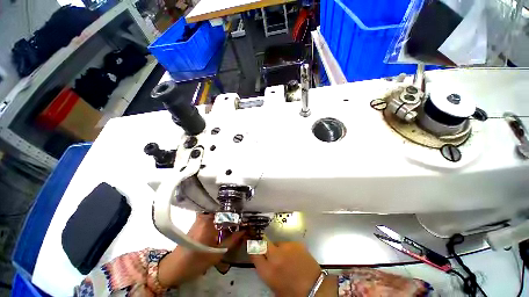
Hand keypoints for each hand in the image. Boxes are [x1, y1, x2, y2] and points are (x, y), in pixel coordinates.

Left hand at [158, 213, 243, 286]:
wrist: (175, 267)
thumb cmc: (195, 262)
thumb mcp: (216, 254)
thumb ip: (232, 241)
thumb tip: (244, 231)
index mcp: (208, 222)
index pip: (226, 209)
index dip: (237, 209)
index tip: (246, 211)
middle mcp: (204, 216)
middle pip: (222, 207)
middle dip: (233, 209)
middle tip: (244, 212)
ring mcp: (200, 218)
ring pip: (218, 210)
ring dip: (227, 212)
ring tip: (238, 215)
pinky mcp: (198, 221)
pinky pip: (213, 214)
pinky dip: (221, 216)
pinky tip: (227, 220)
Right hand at [250, 241, 336, 296]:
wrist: (314, 288)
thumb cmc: (291, 292)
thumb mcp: (273, 285)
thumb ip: (266, 270)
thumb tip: (263, 258)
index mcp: (267, 271)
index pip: (253, 252)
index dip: (252, 247)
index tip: (252, 244)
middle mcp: (275, 256)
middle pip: (263, 242)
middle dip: (263, 245)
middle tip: (269, 250)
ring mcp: (286, 248)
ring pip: (277, 243)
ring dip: (279, 249)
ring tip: (287, 258)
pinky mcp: (296, 243)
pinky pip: (288, 244)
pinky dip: (289, 249)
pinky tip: (295, 257)